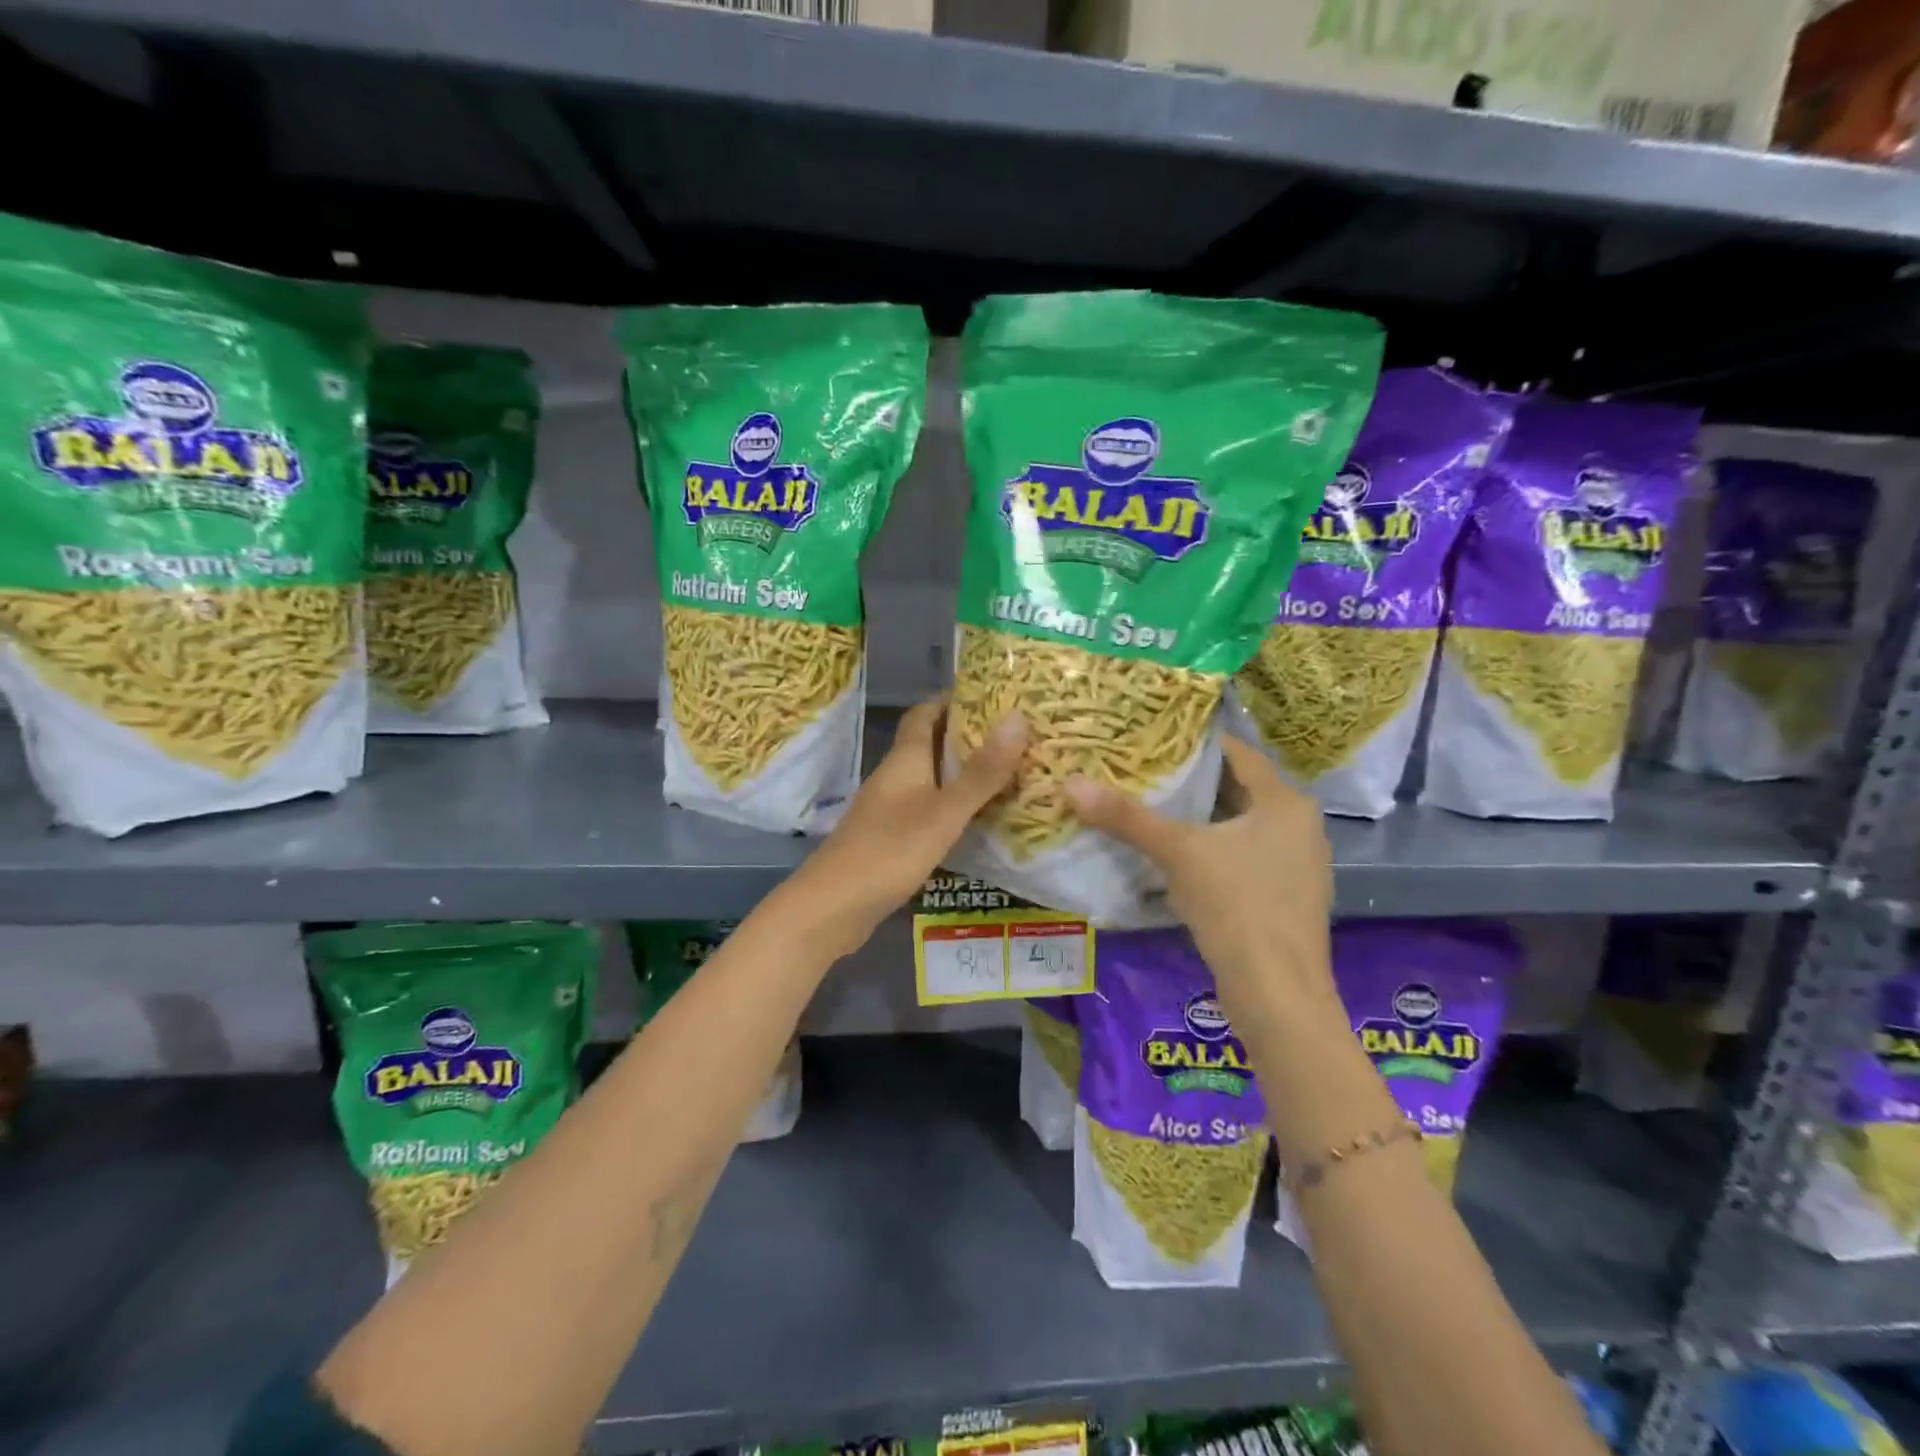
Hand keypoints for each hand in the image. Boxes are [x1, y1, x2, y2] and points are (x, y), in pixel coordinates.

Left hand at [784, 698, 1025, 957]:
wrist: (832, 907)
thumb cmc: (889, 851)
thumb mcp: (944, 812)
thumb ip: (982, 772)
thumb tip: (1018, 718)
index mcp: (904, 759)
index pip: (925, 713)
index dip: (953, 699)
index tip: (992, 695)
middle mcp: (896, 777)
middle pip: (931, 744)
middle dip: (969, 736)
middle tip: (1016, 736)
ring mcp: (891, 809)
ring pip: (932, 779)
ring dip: (965, 773)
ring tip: (1011, 773)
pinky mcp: (892, 839)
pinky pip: (930, 810)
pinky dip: (956, 807)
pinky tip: (982, 820)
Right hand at [1066, 736, 1334, 1006]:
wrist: (1278, 996)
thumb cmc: (1236, 906)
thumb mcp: (1178, 853)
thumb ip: (1126, 817)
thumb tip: (1071, 784)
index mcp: (1286, 802)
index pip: (1236, 753)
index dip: (1191, 743)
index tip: (1149, 739)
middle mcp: (1300, 826)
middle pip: (1235, 789)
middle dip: (1188, 783)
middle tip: (1139, 773)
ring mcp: (1297, 865)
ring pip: (1237, 826)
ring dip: (1197, 820)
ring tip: (1147, 810)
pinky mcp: (1285, 898)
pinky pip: (1241, 857)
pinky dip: (1210, 851)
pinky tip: (1174, 859)